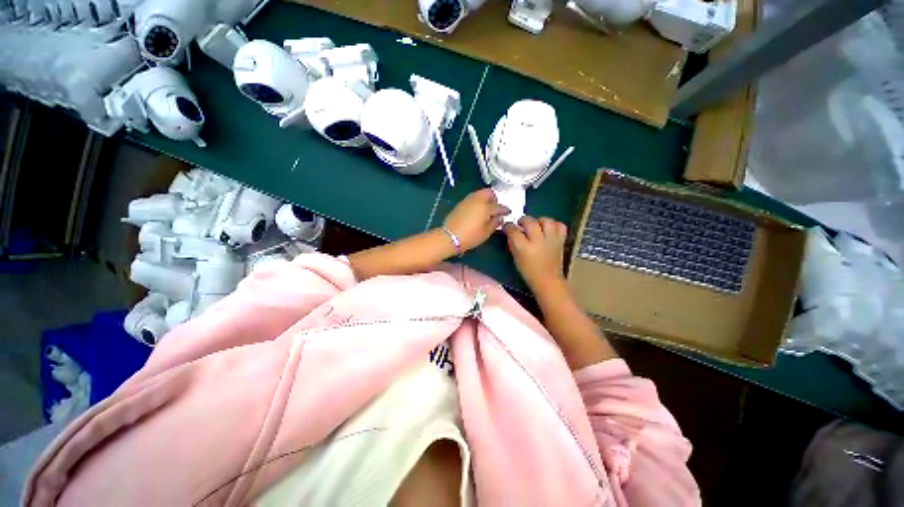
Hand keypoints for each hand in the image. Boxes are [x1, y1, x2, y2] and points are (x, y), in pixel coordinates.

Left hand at [443, 189, 509, 251]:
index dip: (505, 210)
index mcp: (486, 207)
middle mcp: (477, 200)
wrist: (450, 236)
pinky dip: (478, 201)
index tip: (508, 212)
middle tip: (496, 208)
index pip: (498, 206)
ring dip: (485, 198)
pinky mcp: (461, 203)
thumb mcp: (486, 232)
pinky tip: (478, 211)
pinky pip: (473, 198)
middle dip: (494, 199)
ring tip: (487, 209)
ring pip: (480, 193)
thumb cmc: (470, 236)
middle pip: (489, 193)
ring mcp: (468, 200)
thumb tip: (499, 218)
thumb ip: (495, 223)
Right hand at [504, 216, 566, 289]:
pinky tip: (549, 229)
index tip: (507, 226)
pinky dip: (555, 225)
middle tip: (520, 224)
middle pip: (530, 222)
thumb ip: (513, 243)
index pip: (513, 230)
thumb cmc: (528, 271)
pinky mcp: (560, 242)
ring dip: (539, 220)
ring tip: (536, 225)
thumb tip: (511, 232)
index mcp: (524, 248)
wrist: (547, 281)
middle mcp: (538, 242)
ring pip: (547, 221)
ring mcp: (551, 241)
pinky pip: (560, 227)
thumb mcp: (516, 257)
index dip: (508, 226)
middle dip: (523, 220)